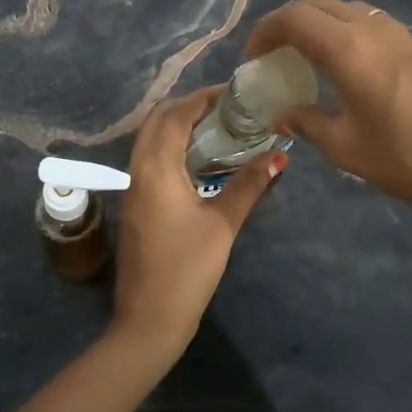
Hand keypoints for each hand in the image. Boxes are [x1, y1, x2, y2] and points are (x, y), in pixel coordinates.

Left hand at [110, 86, 284, 363]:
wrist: (149, 318)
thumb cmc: (187, 269)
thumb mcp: (223, 224)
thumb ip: (249, 185)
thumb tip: (279, 157)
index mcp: (156, 167)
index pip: (177, 114)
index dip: (204, 98)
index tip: (235, 93)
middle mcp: (138, 168)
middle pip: (158, 120)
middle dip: (190, 107)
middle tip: (228, 109)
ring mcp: (133, 187)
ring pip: (152, 139)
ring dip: (180, 126)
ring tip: (220, 128)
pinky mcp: (135, 203)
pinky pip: (151, 158)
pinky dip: (173, 146)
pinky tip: (201, 159)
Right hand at [245, 0, 411, 238]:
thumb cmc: (404, 160)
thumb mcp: (343, 146)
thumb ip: (305, 121)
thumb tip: (283, 113)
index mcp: (349, 47)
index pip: (294, 18)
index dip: (266, 31)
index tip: (253, 56)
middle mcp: (374, 28)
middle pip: (319, 5)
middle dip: (289, 22)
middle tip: (274, 53)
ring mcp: (402, 34)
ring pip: (348, 10)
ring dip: (319, 24)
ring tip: (306, 58)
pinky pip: (371, 24)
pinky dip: (346, 33)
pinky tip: (346, 67)